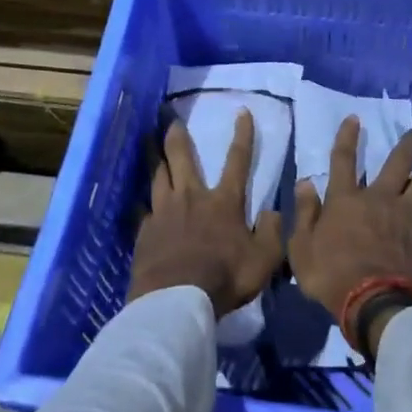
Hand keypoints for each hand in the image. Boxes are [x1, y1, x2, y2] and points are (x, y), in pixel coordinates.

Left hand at [128, 110, 284, 318]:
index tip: (242, 112)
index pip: (237, 161)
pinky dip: (143, 203)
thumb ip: (272, 233)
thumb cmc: (224, 277)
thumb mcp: (264, 260)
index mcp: (224, 202)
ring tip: (147, 142)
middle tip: (170, 118)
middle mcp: (192, 197)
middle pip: (182, 158)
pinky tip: (138, 202)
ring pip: (158, 176)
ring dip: (155, 157)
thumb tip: (273, 212)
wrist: (175, 299)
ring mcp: (164, 212)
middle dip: (177, 136)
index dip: (242, 135)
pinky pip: (143, 210)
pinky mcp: (145, 231)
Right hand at [289, 116, 411, 344]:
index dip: (347, 136)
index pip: (344, 158)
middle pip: (398, 164)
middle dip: (408, 145)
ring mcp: (407, 219)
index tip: (355, 118)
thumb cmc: (331, 275)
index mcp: (346, 199)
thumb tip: (305, 183)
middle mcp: (379, 200)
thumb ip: (304, 213)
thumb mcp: (301, 247)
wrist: (375, 304)